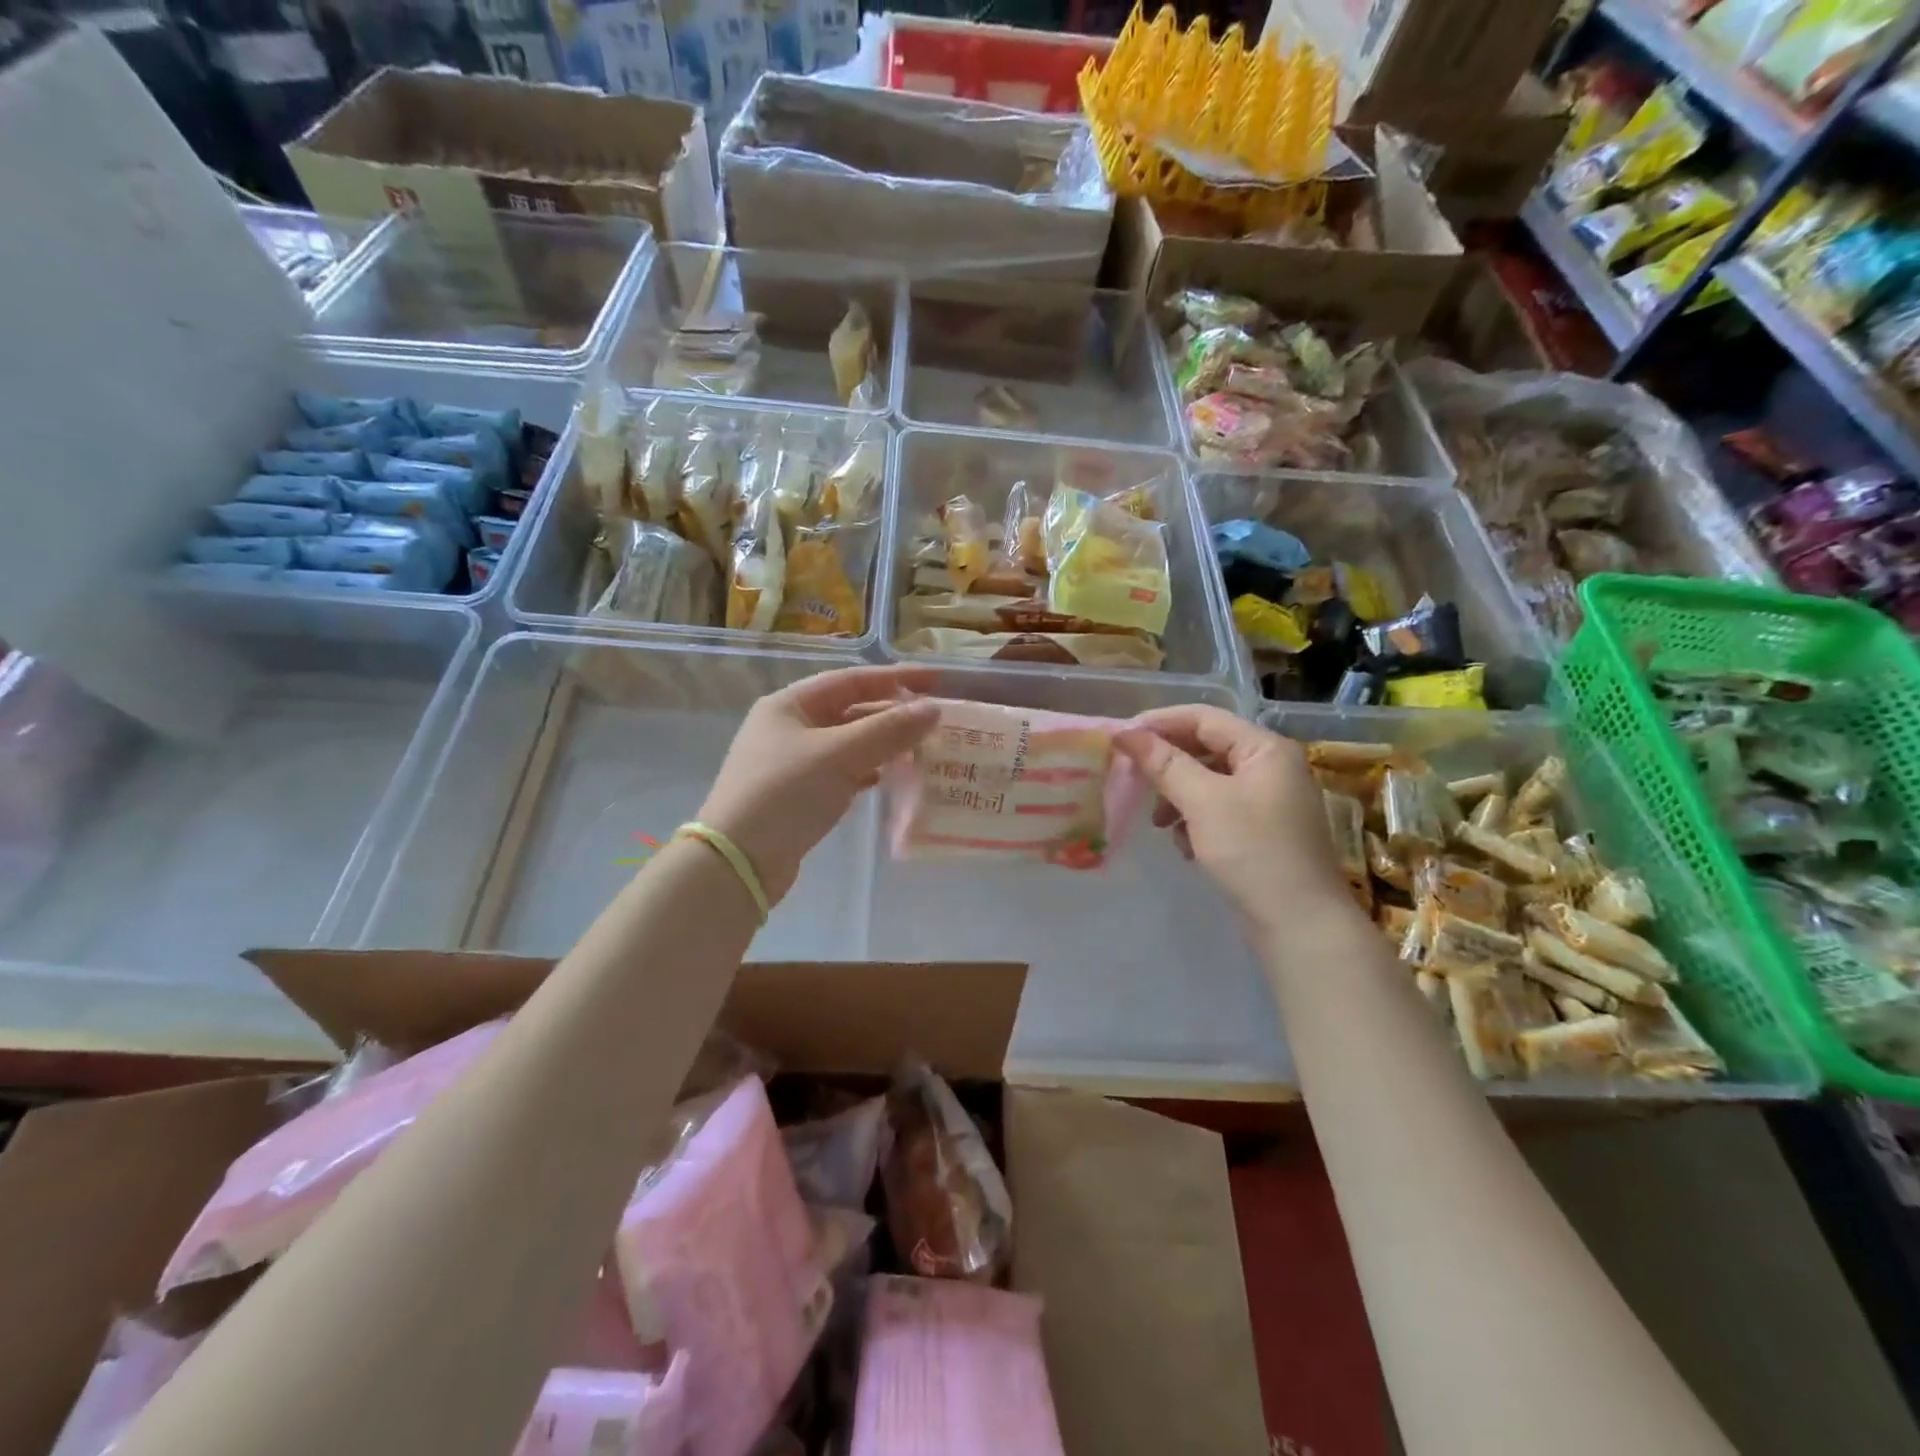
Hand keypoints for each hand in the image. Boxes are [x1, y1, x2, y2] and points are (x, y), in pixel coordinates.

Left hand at [698, 665, 939, 905]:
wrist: (739, 861)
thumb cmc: (786, 794)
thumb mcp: (840, 755)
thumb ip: (888, 730)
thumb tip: (933, 709)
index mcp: (790, 705)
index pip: (852, 680)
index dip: (896, 679)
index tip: (936, 682)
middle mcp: (789, 727)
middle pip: (850, 711)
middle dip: (892, 714)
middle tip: (936, 720)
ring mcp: (793, 763)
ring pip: (849, 743)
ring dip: (884, 744)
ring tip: (922, 748)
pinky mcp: (799, 795)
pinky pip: (843, 772)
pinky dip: (868, 771)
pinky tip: (891, 778)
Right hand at [1114, 706, 1348, 936]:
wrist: (1301, 925)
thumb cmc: (1253, 851)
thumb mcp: (1203, 802)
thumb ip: (1163, 763)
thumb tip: (1124, 733)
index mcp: (1265, 748)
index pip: (1203, 718)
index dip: (1159, 724)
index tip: (1120, 739)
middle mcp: (1272, 767)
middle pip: (1206, 749)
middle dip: (1167, 765)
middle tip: (1132, 781)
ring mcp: (1270, 801)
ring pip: (1209, 782)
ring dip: (1178, 797)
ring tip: (1159, 825)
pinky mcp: (1264, 832)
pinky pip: (1219, 810)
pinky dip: (1196, 821)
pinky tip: (1186, 846)